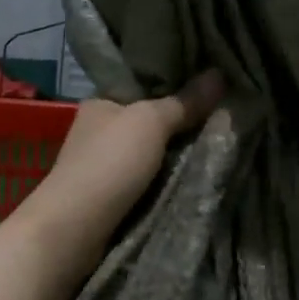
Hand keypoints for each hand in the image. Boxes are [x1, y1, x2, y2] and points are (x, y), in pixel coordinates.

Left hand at [18, 73, 224, 258]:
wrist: (76, 227)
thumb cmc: (109, 163)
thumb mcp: (150, 122)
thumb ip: (184, 102)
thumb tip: (219, 73)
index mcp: (100, 103)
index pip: (142, 88)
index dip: (175, 87)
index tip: (211, 91)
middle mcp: (98, 131)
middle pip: (148, 123)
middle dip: (180, 127)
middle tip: (222, 123)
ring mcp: (102, 166)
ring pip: (149, 156)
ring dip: (174, 160)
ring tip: (216, 151)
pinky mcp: (108, 197)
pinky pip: (145, 183)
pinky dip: (164, 184)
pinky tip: (190, 182)